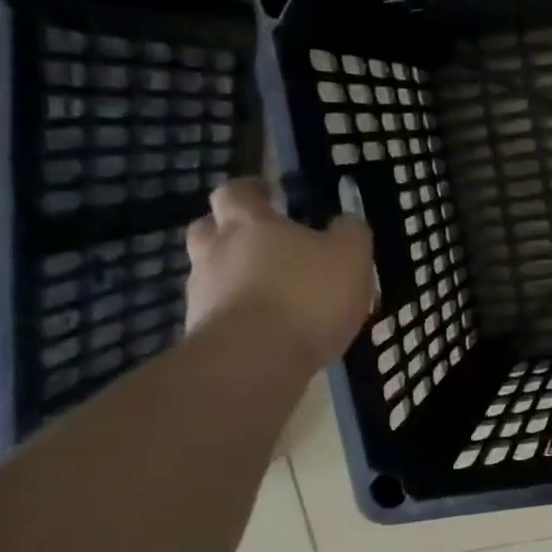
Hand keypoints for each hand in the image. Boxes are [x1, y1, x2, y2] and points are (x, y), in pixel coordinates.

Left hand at [185, 178, 374, 368]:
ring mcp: (201, 294)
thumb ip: (351, 233)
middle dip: (230, 230)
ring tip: (269, 292)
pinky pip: (218, 312)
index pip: (237, 192)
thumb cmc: (307, 296)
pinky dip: (237, 313)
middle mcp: (215, 251)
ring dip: (233, 276)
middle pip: (209, 229)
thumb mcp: (351, 256)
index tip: (268, 193)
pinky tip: (265, 328)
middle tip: (260, 241)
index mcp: (249, 223)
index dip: (251, 190)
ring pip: (211, 273)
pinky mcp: (200, 333)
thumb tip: (346, 221)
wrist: (254, 361)